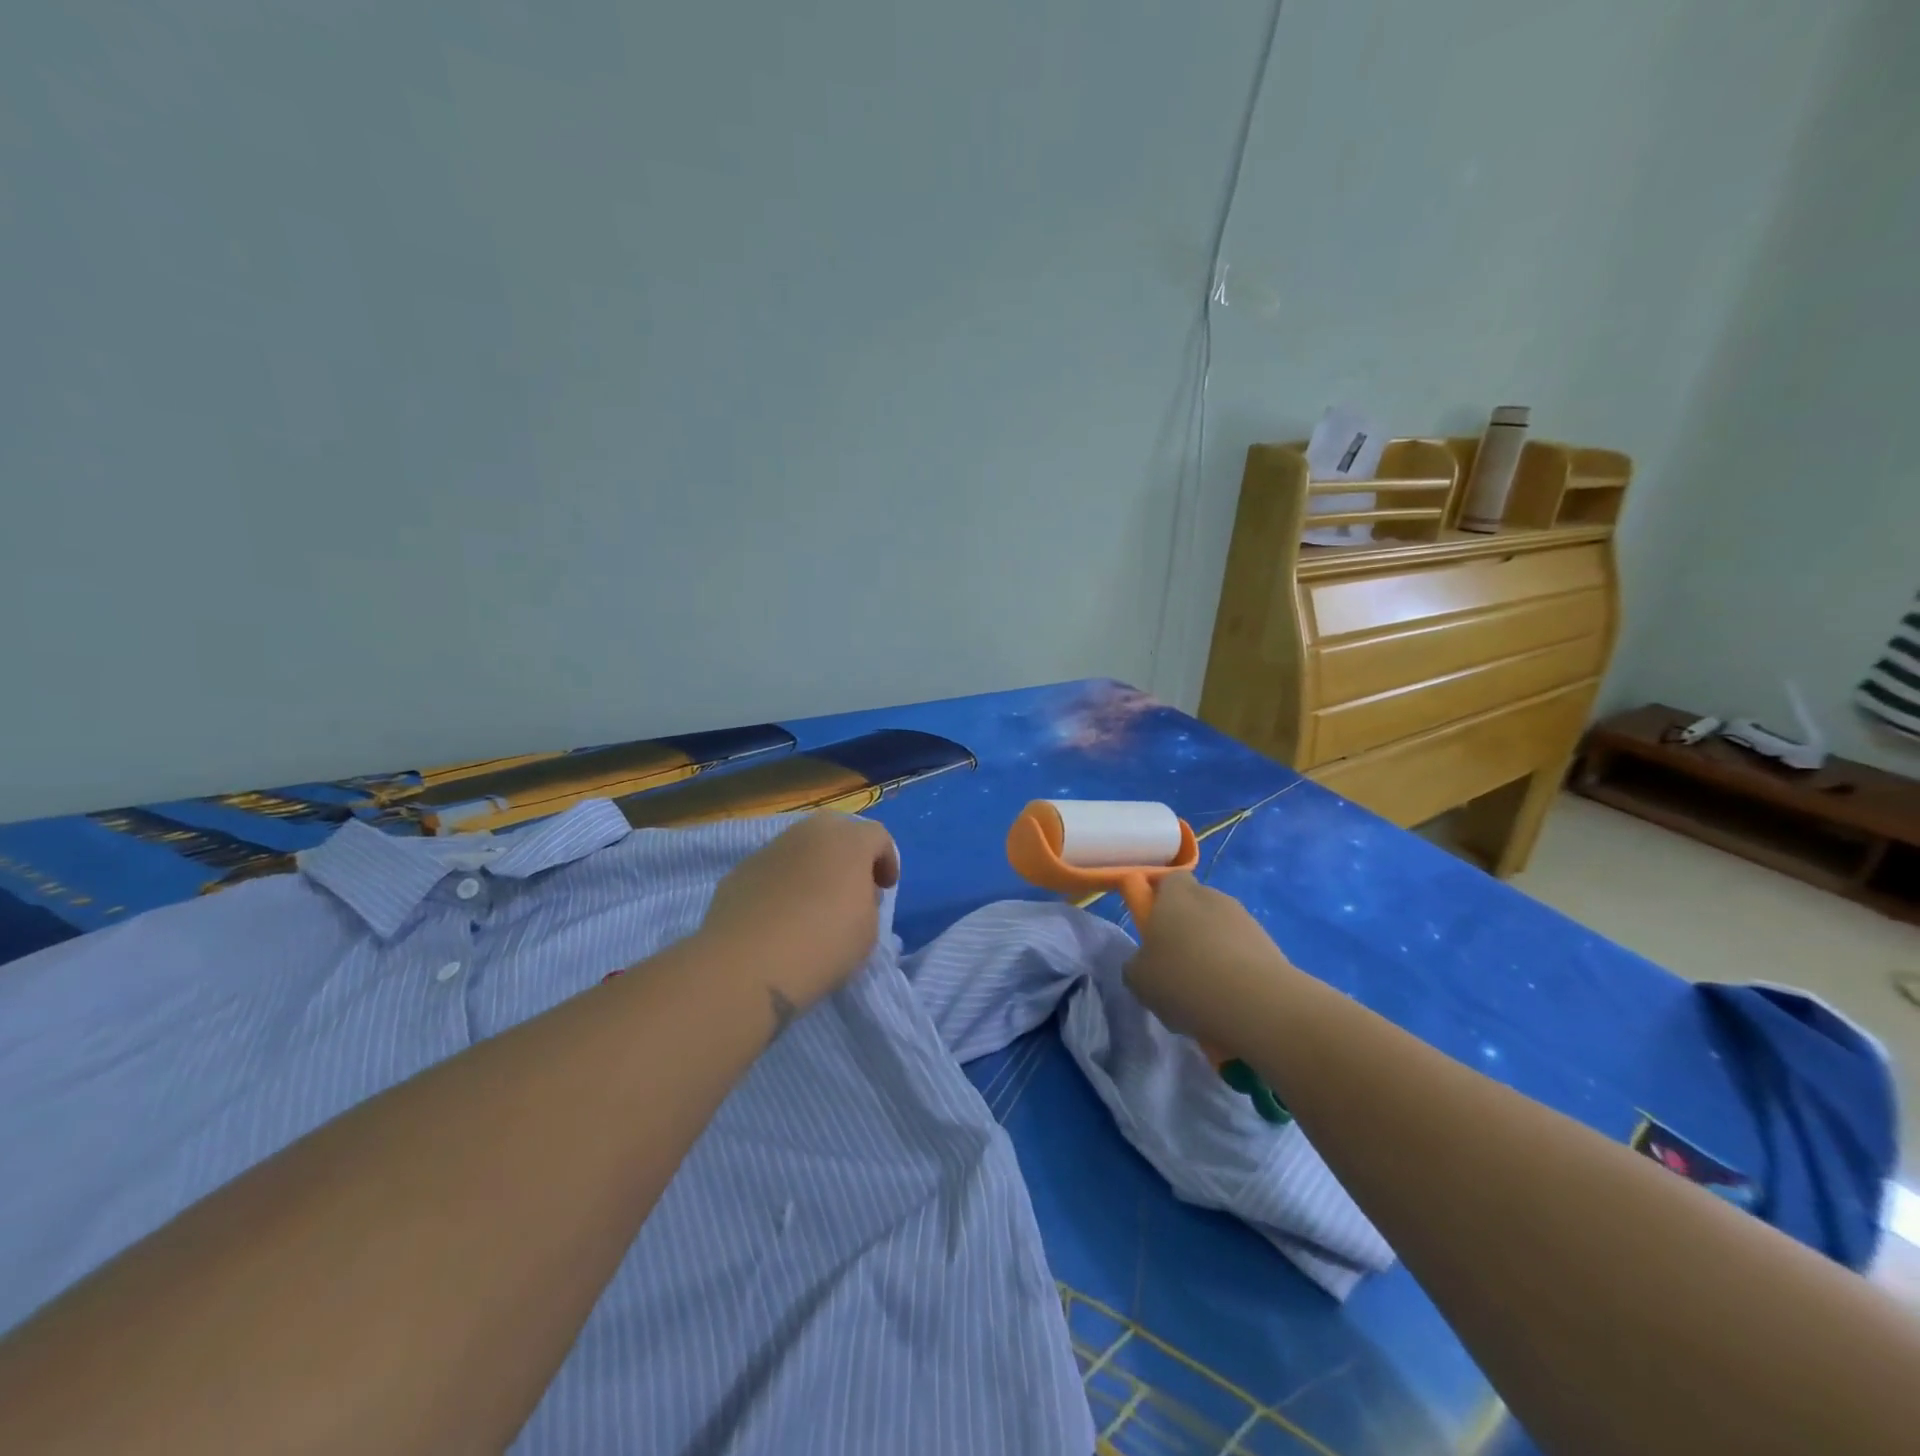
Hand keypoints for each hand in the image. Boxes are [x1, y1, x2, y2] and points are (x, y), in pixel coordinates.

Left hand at [699, 813, 899, 1016]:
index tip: (886, 888)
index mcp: (849, 841)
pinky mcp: (739, 872)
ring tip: (812, 903)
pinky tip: (778, 917)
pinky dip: (781, 884)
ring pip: (800, 848)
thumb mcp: (869, 929)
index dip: (887, 860)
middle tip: (851, 888)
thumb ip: (867, 902)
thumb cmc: (824, 944)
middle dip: (848, 855)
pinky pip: (771, 870)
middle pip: (836, 831)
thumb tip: (852, 895)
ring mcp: (769, 849)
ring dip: (812, 867)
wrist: (749, 965)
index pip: (878, 836)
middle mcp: (808, 833)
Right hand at [1124, 873, 1294, 1057]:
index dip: (1159, 901)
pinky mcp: (1271, 946)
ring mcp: (1245, 919)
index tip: (1153, 930)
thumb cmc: (1183, 979)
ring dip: (1212, 953)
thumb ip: (1138, 963)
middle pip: (1195, 907)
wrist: (1255, 1004)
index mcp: (1175, 893)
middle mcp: (1212, 896)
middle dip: (1186, 931)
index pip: (1167, 880)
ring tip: (1205, 994)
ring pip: (1220, 931)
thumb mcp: (1138, 978)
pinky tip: (1229, 1002)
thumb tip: (1148, 963)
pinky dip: (1236, 972)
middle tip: (1175, 968)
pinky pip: (1243, 955)